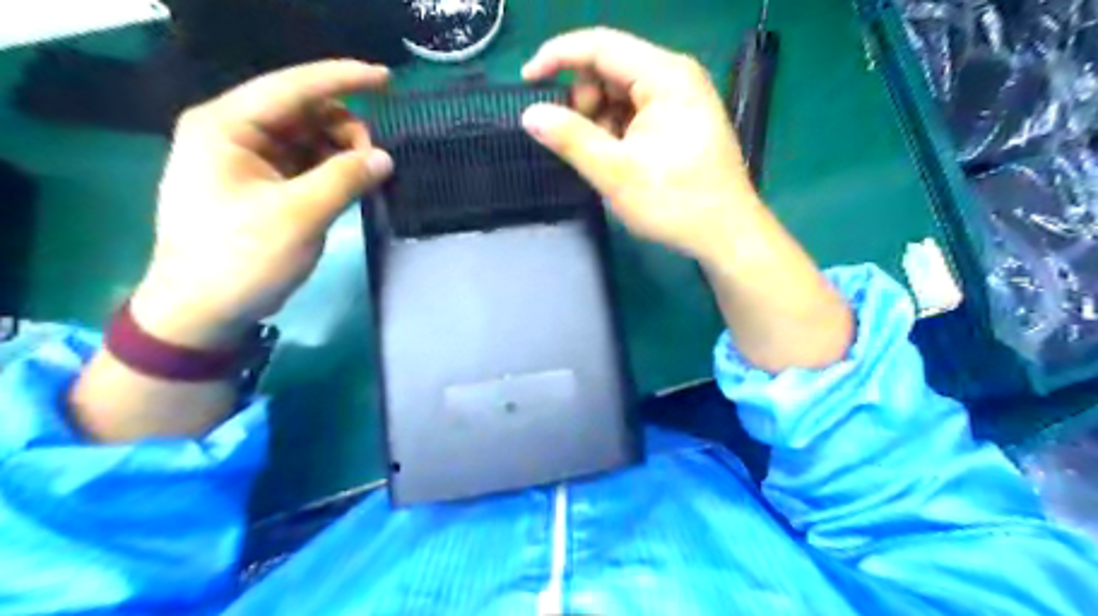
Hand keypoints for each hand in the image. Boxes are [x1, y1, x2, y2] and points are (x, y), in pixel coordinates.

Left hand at [130, 59, 394, 349]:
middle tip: (374, 163)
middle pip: (303, 111)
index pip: (293, 87)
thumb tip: (385, 158)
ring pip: (308, 137)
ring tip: (364, 178)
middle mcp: (234, 133)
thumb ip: (345, 179)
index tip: (388, 80)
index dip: (344, 79)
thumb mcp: (299, 216)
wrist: (204, 309)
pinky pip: (305, 163)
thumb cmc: (242, 258)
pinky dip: (332, 169)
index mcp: (227, 127)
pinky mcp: (260, 184)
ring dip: (341, 151)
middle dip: (345, 129)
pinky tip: (350, 185)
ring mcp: (247, 159)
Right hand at [520, 27, 760, 258]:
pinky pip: (633, 113)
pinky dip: (615, 132)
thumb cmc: (676, 202)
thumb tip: (530, 115)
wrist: (726, 234)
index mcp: (665, 76)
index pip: (600, 45)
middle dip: (582, 100)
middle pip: (609, 69)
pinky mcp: (678, 122)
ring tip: (602, 159)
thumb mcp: (616, 172)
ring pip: (619, 94)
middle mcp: (674, 77)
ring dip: (598, 121)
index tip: (526, 81)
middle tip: (578, 142)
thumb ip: (571, 139)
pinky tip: (617, 160)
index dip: (557, 57)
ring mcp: (679, 100)